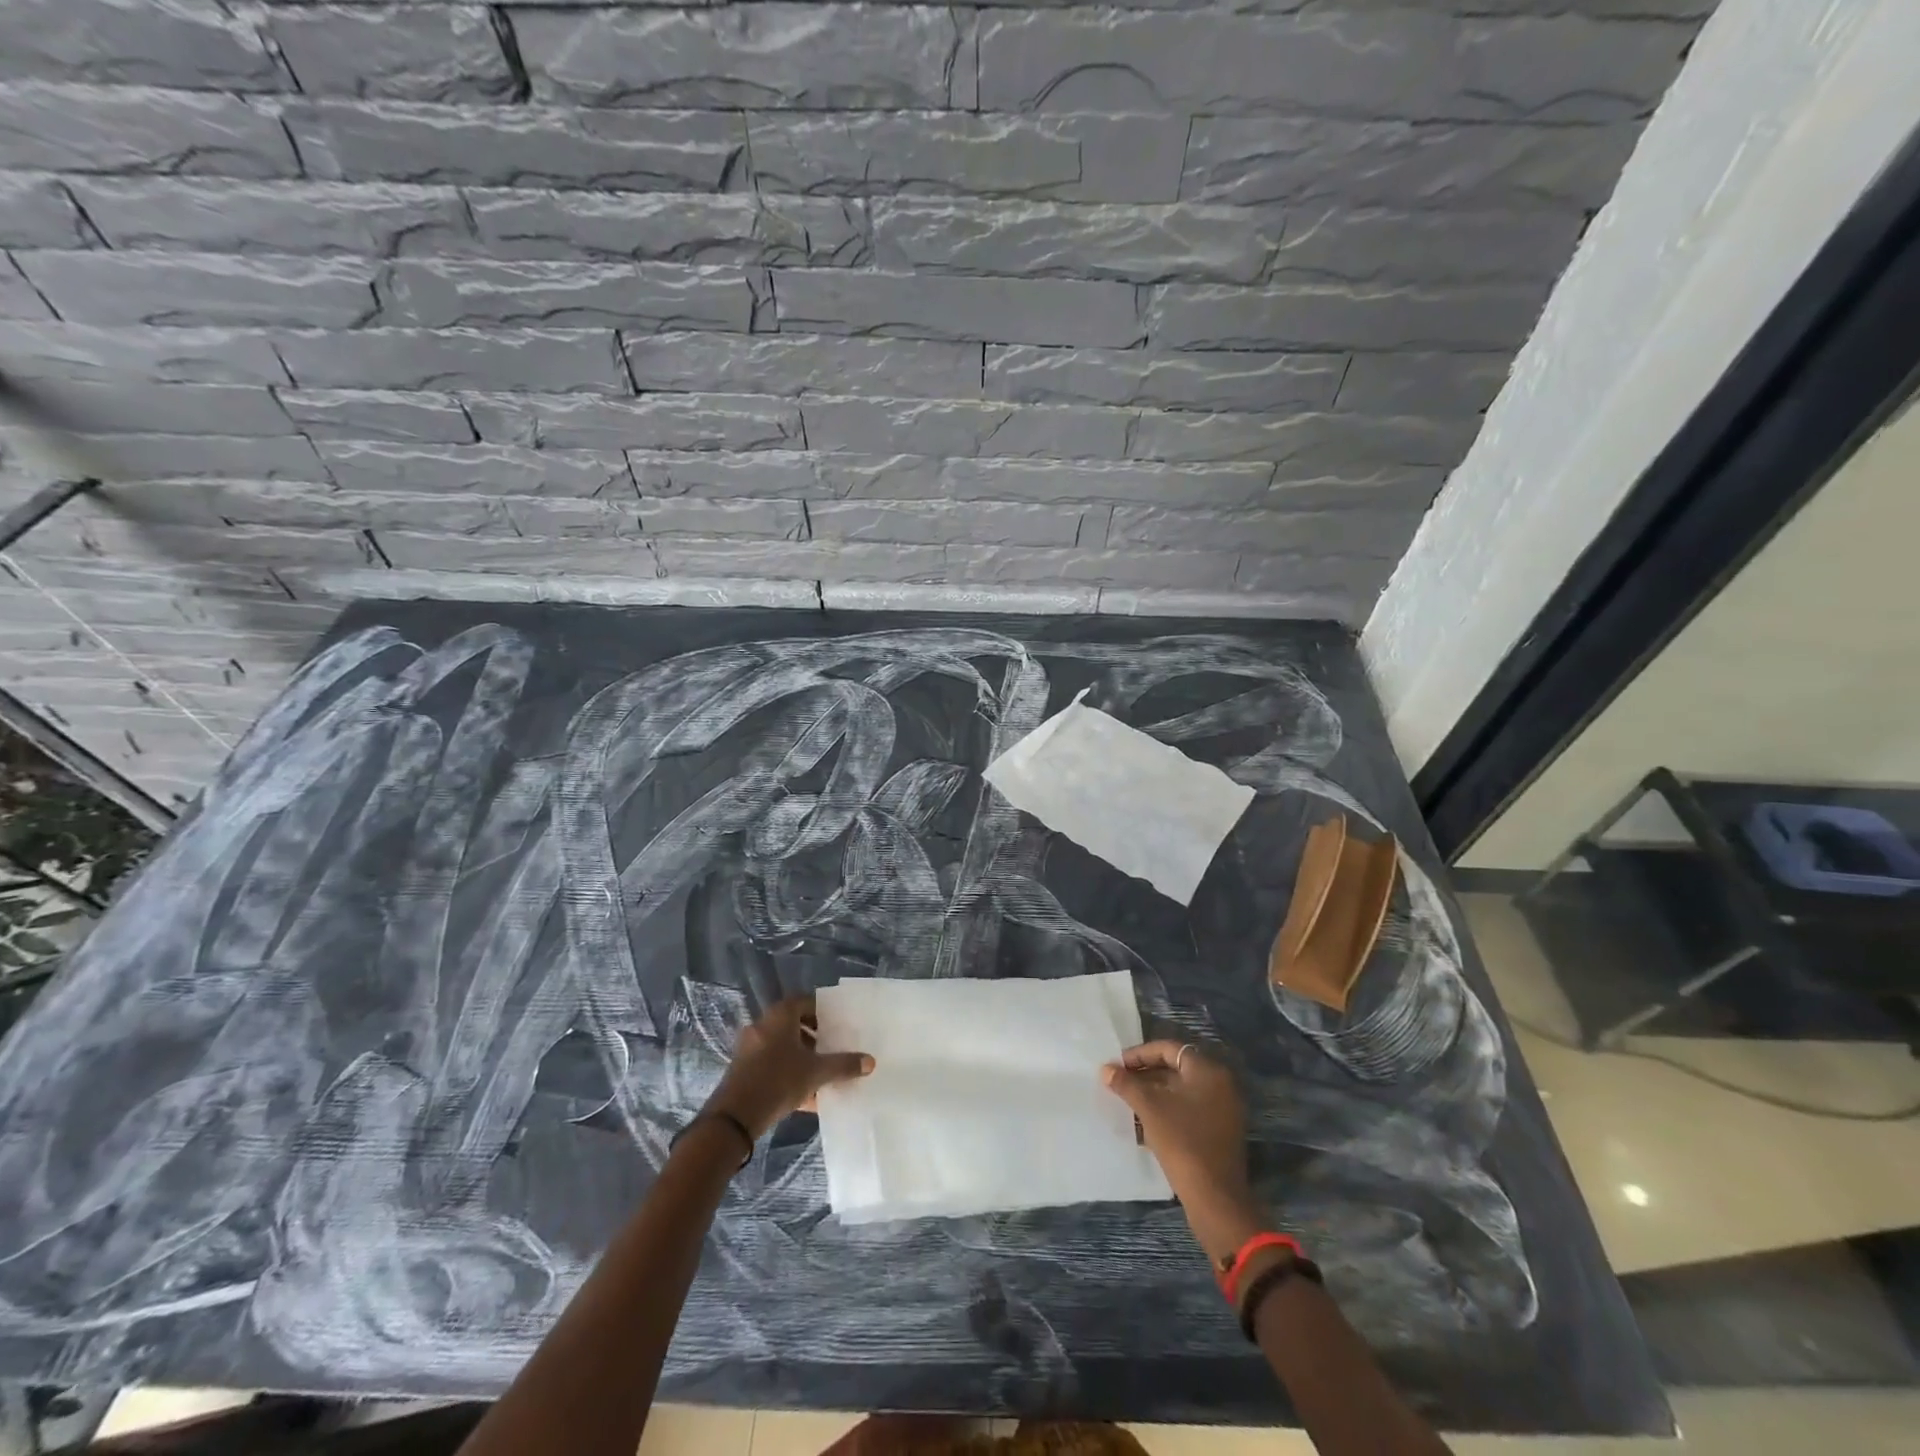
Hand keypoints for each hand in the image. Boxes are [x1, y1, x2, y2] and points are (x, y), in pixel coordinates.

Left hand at [705, 995, 874, 1140]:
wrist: (734, 1118)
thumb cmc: (778, 1081)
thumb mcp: (816, 1072)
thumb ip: (843, 1065)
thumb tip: (870, 1061)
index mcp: (780, 1015)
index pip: (805, 1001)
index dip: (823, 1011)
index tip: (837, 1025)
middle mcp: (763, 1025)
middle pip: (794, 1024)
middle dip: (814, 1036)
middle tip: (832, 1048)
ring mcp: (750, 1047)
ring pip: (782, 1046)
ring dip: (801, 1056)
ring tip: (821, 1073)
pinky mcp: (743, 1069)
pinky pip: (771, 1064)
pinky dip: (788, 1072)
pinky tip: (805, 1096)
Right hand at [1103, 1040, 1262, 1263]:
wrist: (1215, 1198)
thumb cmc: (1182, 1142)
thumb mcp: (1149, 1108)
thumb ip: (1126, 1084)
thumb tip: (1105, 1069)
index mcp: (1208, 1071)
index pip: (1168, 1049)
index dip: (1139, 1054)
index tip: (1117, 1065)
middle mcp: (1220, 1084)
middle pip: (1175, 1068)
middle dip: (1145, 1075)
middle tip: (1119, 1082)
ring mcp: (1222, 1109)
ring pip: (1181, 1091)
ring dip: (1153, 1093)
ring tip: (1127, 1101)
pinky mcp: (1219, 1131)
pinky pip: (1189, 1110)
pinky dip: (1167, 1110)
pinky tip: (1143, 1123)